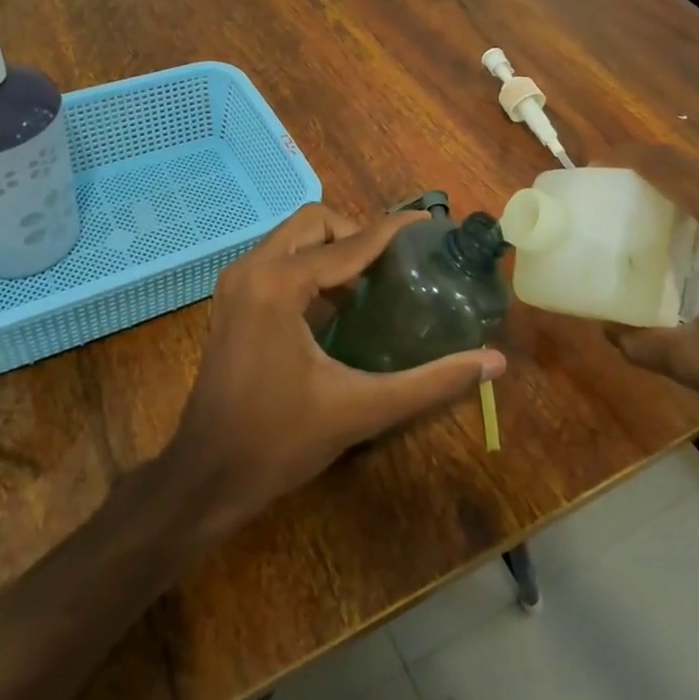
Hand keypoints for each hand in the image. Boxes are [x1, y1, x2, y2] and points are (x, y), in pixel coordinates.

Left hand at [167, 203, 506, 538]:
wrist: (206, 477)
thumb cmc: (279, 441)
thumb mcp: (361, 409)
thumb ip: (430, 382)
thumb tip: (492, 361)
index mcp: (279, 284)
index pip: (349, 243)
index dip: (394, 231)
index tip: (430, 224)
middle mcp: (252, 269)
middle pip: (314, 222)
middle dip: (356, 234)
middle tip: (392, 268)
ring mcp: (236, 283)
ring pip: (293, 237)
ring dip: (332, 249)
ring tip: (371, 285)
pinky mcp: (232, 300)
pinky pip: (278, 260)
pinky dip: (310, 267)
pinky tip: (337, 307)